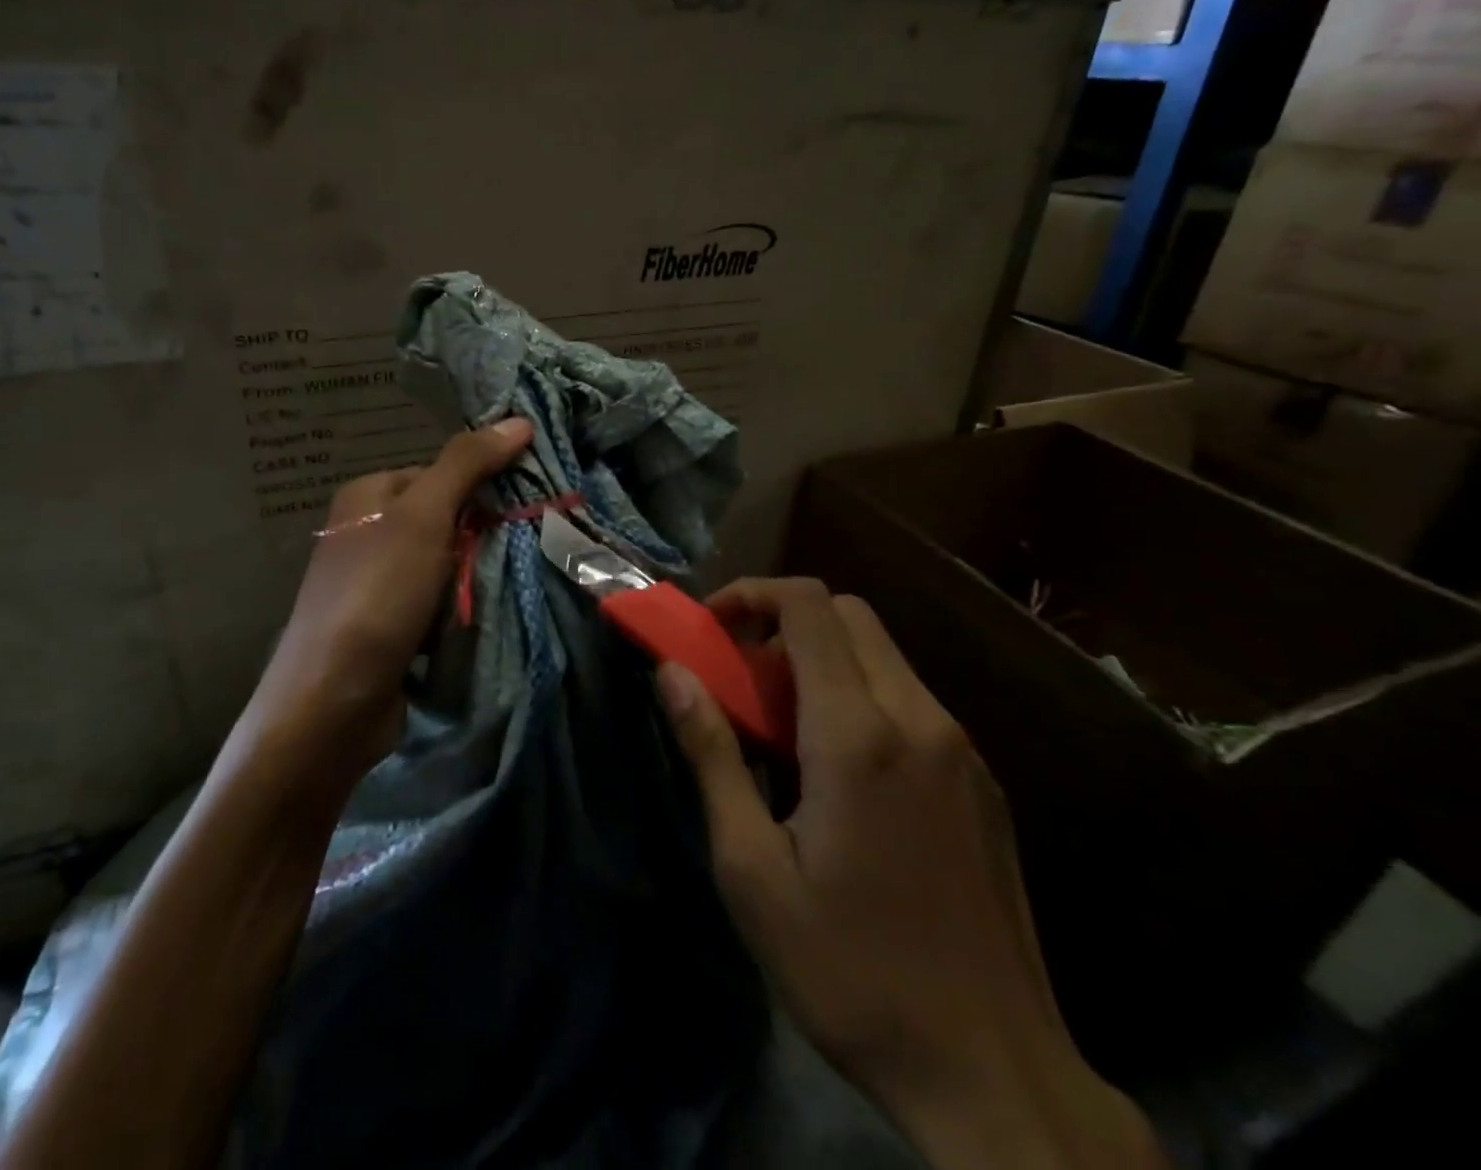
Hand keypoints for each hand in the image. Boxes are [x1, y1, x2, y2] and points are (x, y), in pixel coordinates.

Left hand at [244, 418, 533, 786]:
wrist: (333, 701)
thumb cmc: (378, 593)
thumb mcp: (424, 516)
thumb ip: (467, 465)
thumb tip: (518, 419)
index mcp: (367, 495)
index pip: (441, 474)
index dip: (480, 490)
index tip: (518, 510)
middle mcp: (366, 532)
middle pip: (445, 521)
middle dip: (476, 542)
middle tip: (506, 558)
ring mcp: (375, 583)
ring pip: (445, 566)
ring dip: (469, 582)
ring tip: (485, 597)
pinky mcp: (386, 626)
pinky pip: (435, 605)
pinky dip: (454, 614)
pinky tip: (464, 627)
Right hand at [655, 579, 1163, 1169]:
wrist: (995, 1076)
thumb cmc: (851, 970)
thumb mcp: (753, 870)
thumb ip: (711, 755)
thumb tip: (673, 674)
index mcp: (858, 735)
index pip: (808, 605)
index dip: (752, 594)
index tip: (712, 628)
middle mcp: (919, 720)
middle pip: (849, 615)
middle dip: (784, 622)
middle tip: (742, 677)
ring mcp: (961, 750)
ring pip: (883, 655)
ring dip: (823, 660)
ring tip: (782, 728)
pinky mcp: (982, 783)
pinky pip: (911, 700)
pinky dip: (861, 696)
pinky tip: (840, 773)